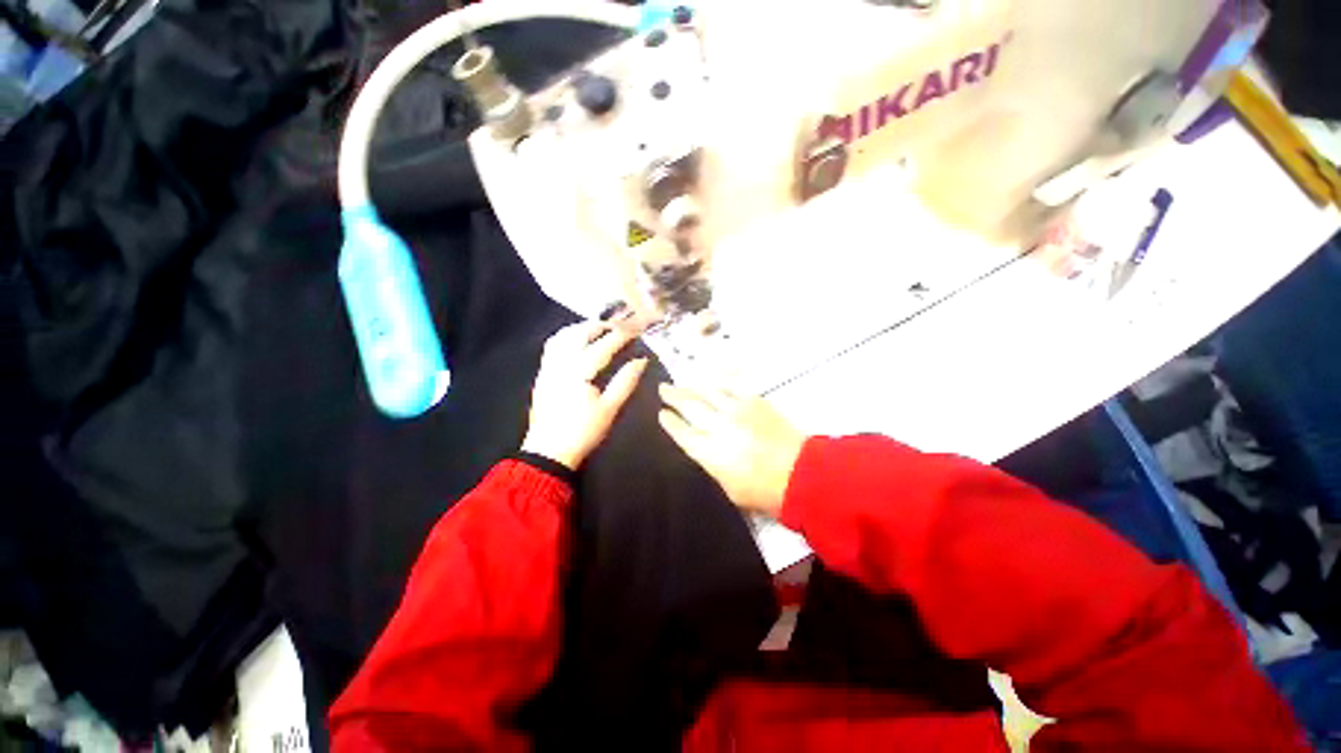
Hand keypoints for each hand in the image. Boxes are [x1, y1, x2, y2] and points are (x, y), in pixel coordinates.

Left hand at [521, 322, 647, 469]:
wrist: (549, 451)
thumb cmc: (583, 431)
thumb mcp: (610, 408)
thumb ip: (626, 381)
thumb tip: (642, 360)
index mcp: (579, 371)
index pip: (604, 345)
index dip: (622, 334)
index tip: (637, 328)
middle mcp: (561, 362)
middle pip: (580, 333)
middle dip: (602, 325)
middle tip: (620, 324)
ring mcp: (548, 366)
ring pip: (564, 335)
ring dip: (583, 327)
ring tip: (600, 328)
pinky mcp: (543, 373)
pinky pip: (553, 345)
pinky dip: (567, 335)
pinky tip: (577, 339)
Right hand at [658, 383, 806, 515]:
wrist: (800, 474)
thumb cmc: (763, 491)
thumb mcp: (728, 488)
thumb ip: (711, 464)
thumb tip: (702, 448)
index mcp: (709, 452)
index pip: (682, 432)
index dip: (669, 422)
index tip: (661, 414)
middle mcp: (718, 427)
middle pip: (690, 407)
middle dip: (673, 396)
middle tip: (663, 388)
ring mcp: (736, 411)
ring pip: (707, 392)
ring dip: (692, 386)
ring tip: (681, 382)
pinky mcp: (754, 401)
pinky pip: (731, 386)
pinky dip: (719, 383)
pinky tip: (712, 381)